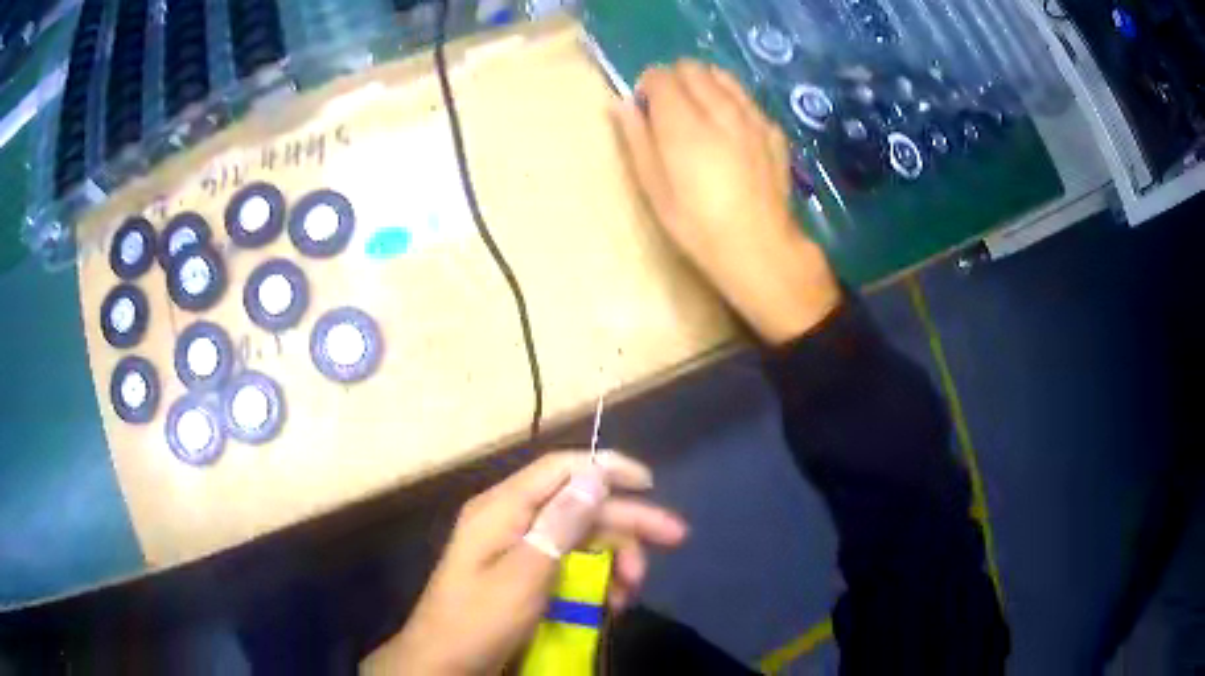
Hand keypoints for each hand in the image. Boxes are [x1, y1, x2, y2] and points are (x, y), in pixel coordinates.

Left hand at [363, 451, 687, 674]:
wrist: (443, 663)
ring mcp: (516, 548)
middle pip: (579, 505)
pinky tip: (611, 602)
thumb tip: (596, 475)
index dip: (607, 468)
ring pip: (579, 537)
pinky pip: (568, 564)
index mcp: (503, 508)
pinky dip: (594, 578)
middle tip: (675, 538)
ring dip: (614, 559)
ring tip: (631, 593)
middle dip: (627, 522)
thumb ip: (560, 524)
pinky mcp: (523, 574)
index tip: (650, 484)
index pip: (562, 469)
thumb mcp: (525, 574)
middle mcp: (511, 519)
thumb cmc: (480, 620)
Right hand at [612, 60, 841, 343]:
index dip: (648, 86)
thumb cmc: (697, 225)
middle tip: (671, 111)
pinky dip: (733, 103)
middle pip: (692, 68)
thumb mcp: (654, 188)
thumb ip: (637, 138)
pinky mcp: (773, 131)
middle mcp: (720, 109)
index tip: (647, 109)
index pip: (661, 75)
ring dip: (705, 84)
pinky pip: (747, 100)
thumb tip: (622, 103)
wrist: (759, 247)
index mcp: (684, 123)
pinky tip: (732, 131)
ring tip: (701, 114)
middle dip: (675, 80)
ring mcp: (752, 117)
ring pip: (723, 76)